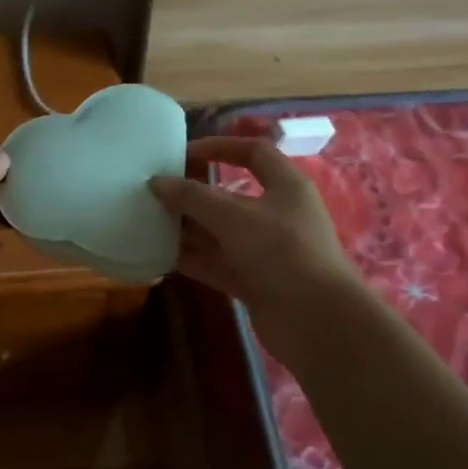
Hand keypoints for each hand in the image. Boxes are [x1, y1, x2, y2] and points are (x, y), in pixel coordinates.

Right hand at [149, 136, 362, 357]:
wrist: (317, 321)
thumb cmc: (281, 251)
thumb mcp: (233, 216)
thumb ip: (192, 197)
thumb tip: (157, 182)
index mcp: (285, 186)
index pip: (253, 153)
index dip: (220, 147)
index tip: (183, 153)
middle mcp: (277, 215)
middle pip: (230, 196)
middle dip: (195, 194)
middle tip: (157, 193)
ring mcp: (266, 251)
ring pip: (221, 233)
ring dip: (189, 229)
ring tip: (150, 223)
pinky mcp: (255, 282)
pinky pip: (218, 264)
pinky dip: (194, 259)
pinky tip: (162, 256)